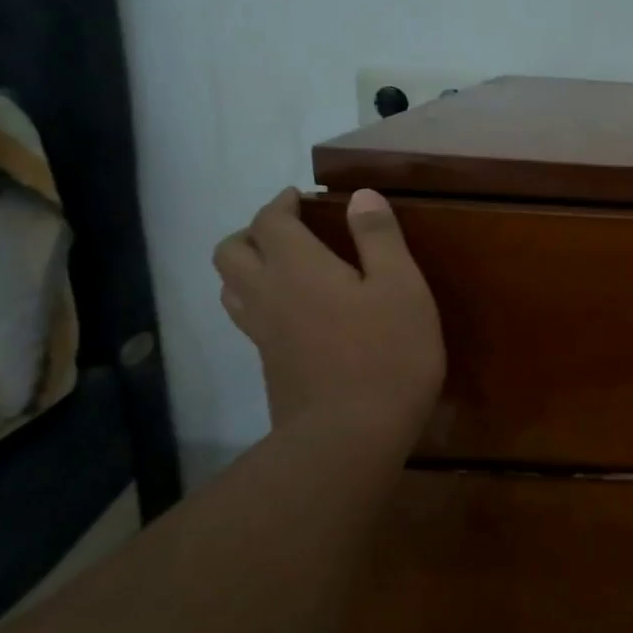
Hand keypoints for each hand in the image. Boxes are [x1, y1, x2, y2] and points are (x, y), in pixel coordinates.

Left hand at [212, 188, 443, 435]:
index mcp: (298, 268)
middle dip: (252, 231)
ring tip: (281, 267)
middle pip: (231, 251)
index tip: (300, 198)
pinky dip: (258, 301)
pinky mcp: (269, 366)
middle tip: (287, 231)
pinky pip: (247, 319)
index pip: (270, 221)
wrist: (350, 436)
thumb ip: (379, 238)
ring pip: (230, 287)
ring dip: (247, 266)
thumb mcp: (401, 287)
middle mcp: (267, 294)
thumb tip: (361, 196)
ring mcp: (262, 334)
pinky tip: (292, 314)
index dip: (281, 203)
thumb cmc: (387, 354)